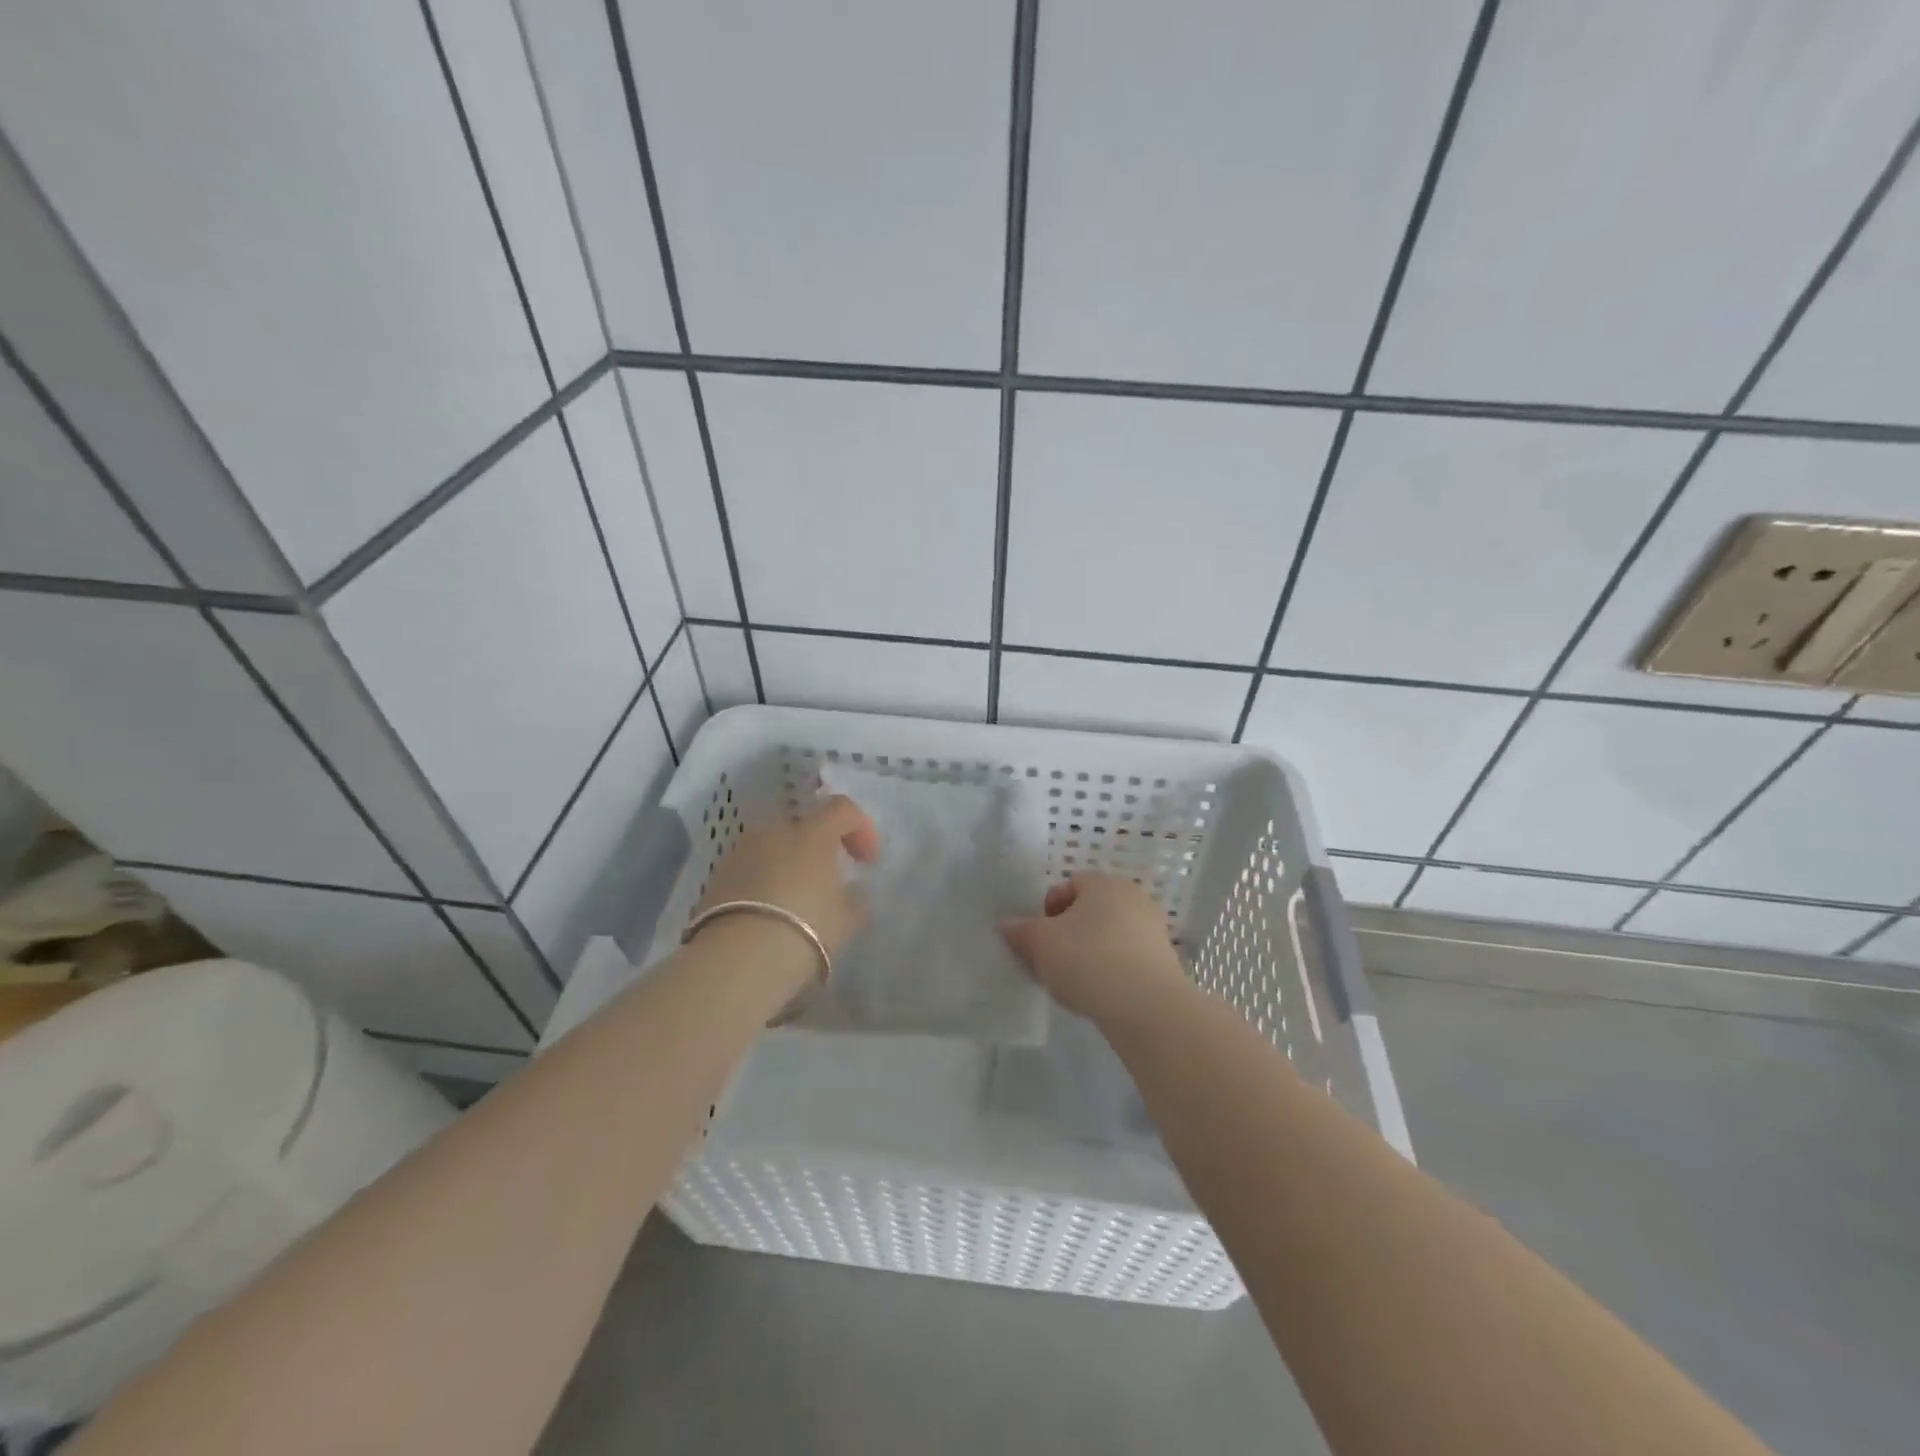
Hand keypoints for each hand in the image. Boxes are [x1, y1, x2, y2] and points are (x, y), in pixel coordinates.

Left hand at [691, 795, 879, 971]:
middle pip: (804, 826)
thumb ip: (854, 899)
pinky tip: (768, 912)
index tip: (866, 860)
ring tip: (795, 899)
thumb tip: (850, 892)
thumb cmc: (807, 929)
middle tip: (828, 879)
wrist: (739, 959)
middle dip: (819, 847)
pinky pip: (750, 868)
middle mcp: (774, 831)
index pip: (842, 809)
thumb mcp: (847, 919)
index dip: (860, 828)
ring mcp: (740, 851)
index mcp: (812, 833)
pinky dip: (763, 880)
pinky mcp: (717, 876)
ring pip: (773, 847)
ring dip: (788, 863)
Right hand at [999, 873, 1191, 1028]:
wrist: (1146, 1006)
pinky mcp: (1164, 961)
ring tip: (1074, 982)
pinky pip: (1126, 959)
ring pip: (1108, 936)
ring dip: (1089, 953)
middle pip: (1090, 910)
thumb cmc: (1087, 959)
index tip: (1039, 936)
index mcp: (1104, 883)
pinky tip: (1098, 994)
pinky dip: (1111, 971)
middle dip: (1068, 932)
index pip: (1070, 884)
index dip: (1049, 908)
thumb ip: (1021, 931)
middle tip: (1052, 960)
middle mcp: (1132, 898)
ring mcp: (1152, 929)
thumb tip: (1007, 924)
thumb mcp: (1041, 944)